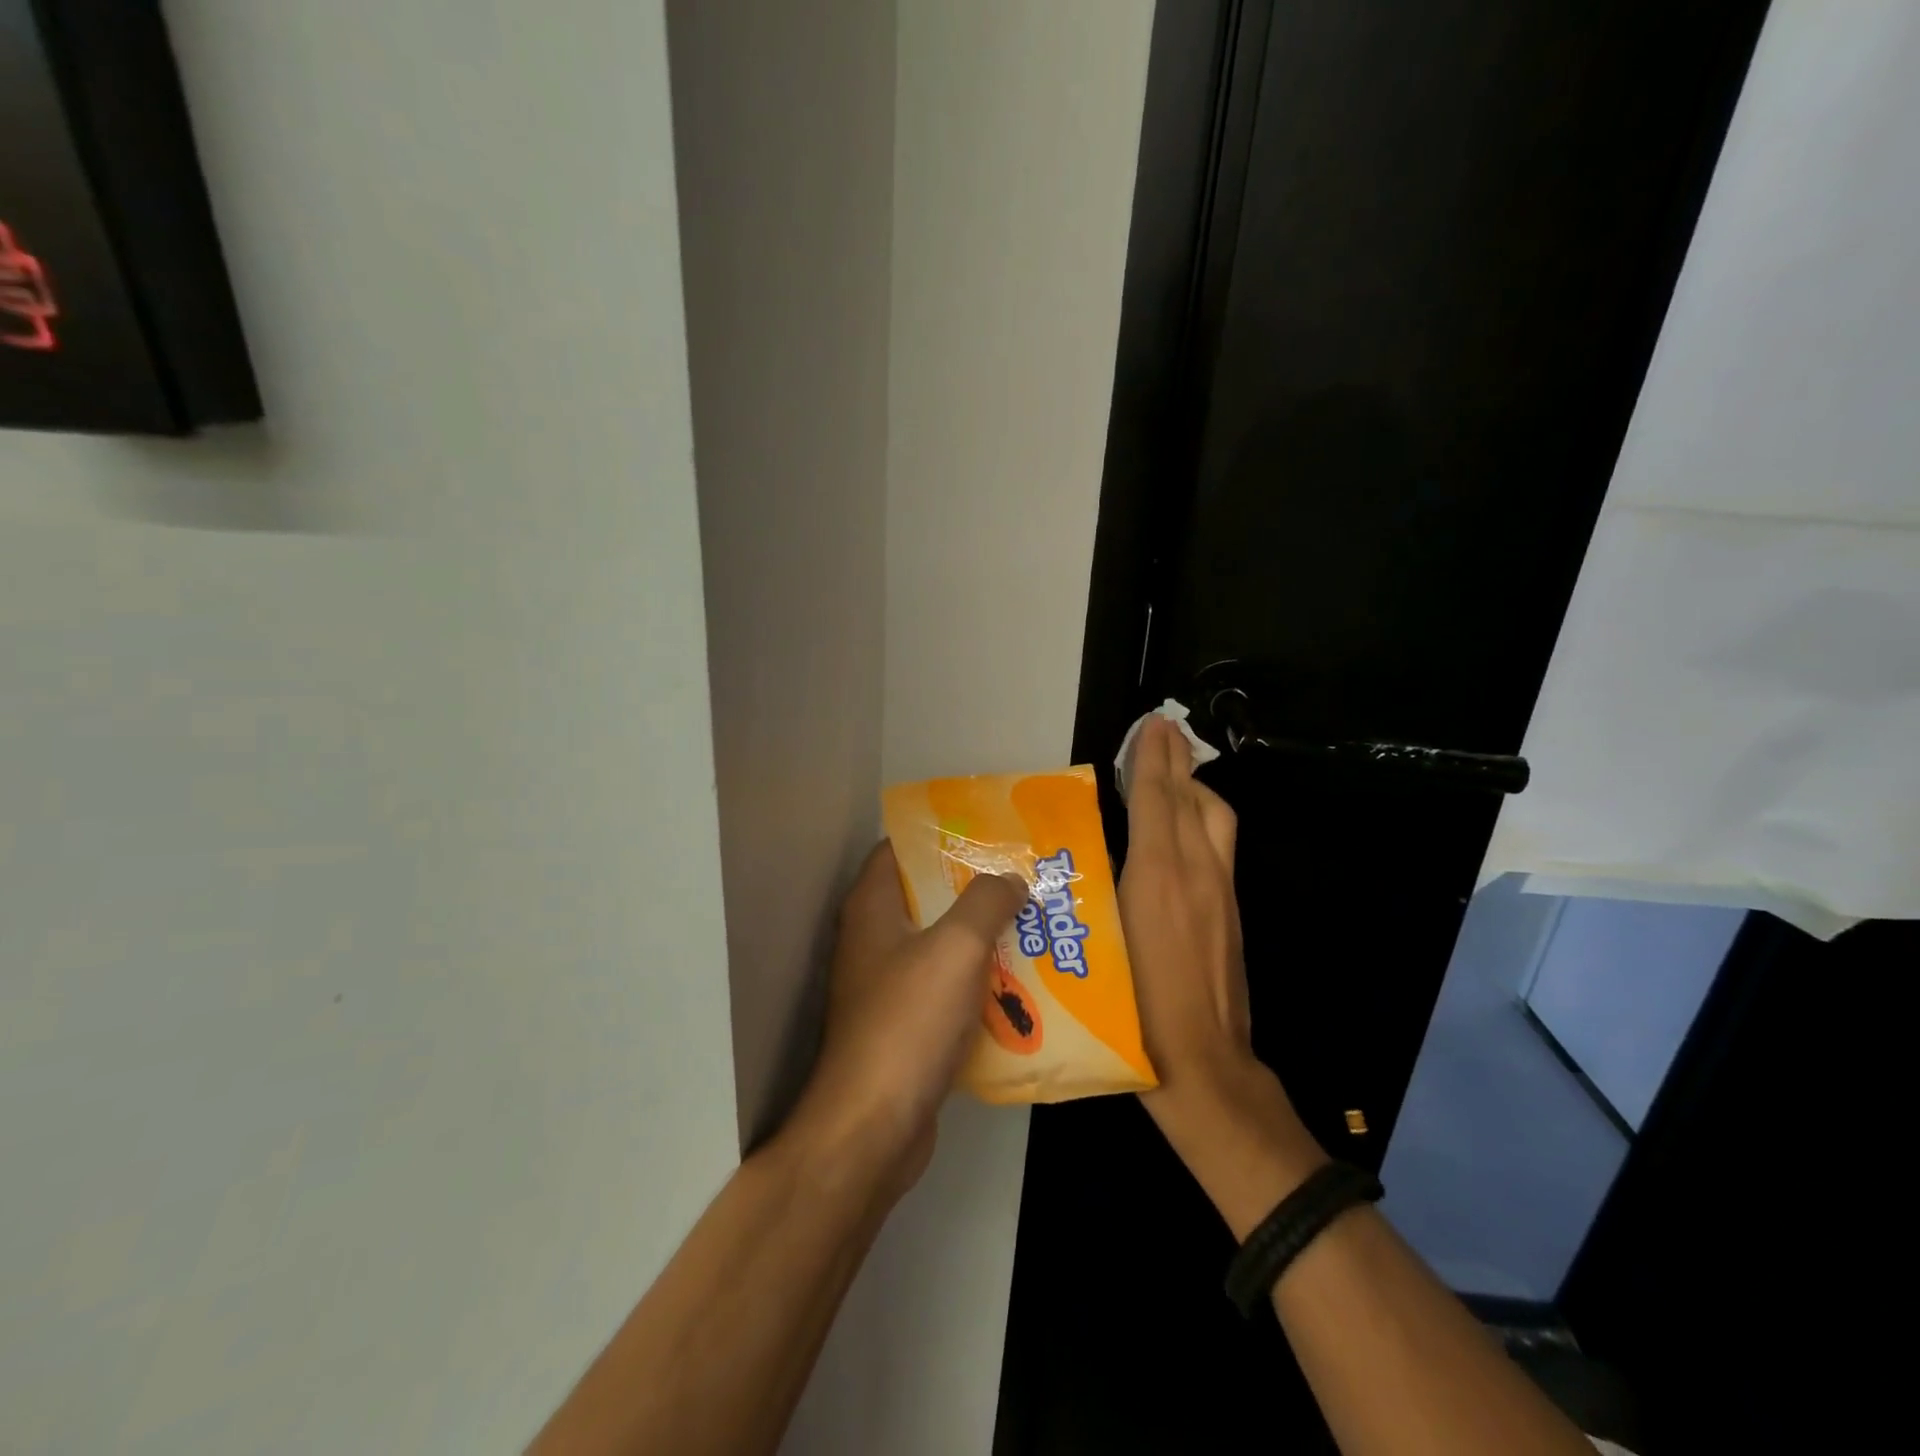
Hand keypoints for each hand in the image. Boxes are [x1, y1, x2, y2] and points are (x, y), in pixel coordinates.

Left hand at [787, 843, 1025, 1197]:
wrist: (872, 1128)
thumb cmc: (908, 1022)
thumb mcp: (956, 948)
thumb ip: (986, 903)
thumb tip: (1011, 878)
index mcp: (871, 908)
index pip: (899, 849)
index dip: (940, 836)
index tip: (988, 833)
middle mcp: (872, 940)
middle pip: (924, 896)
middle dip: (973, 888)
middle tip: (1023, 880)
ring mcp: (885, 986)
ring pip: (938, 945)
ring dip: (981, 938)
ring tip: (1032, 926)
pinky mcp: (902, 1026)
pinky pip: (944, 989)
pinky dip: (976, 982)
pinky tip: (1019, 984)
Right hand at [1119, 715, 1325, 1237]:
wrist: (1205, 1067)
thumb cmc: (1137, 1009)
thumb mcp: (1104, 943)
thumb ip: (1099, 891)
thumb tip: (1092, 851)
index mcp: (1160, 877)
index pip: (1158, 800)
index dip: (1153, 759)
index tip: (1153, 724)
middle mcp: (1197, 874)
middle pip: (1193, 800)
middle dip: (1177, 761)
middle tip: (1161, 733)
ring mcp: (1222, 893)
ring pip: (1216, 819)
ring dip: (1194, 787)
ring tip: (1171, 773)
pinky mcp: (1231, 912)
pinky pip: (1219, 845)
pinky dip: (1201, 818)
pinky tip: (1183, 827)